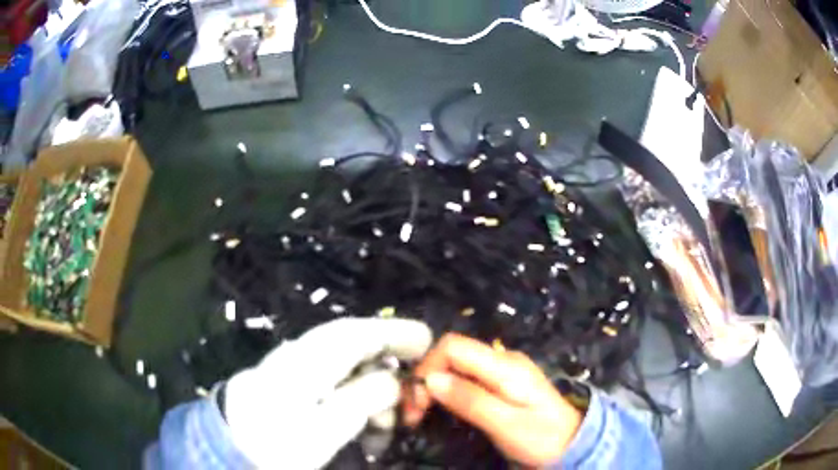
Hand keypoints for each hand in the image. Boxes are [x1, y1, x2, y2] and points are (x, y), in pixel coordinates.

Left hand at [223, 318, 432, 468]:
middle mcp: (302, 356)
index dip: (394, 333)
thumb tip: (393, 380)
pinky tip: (364, 429)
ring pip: (347, 372)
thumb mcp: (326, 427)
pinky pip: (334, 387)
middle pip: (355, 350)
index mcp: (308, 360)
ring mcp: (295, 372)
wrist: (229, 449)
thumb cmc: (277, 441)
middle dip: (388, 375)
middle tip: (412, 404)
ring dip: (372, 398)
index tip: (428, 340)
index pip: (358, 333)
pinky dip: (355, 406)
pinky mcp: (293, 388)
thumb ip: (363, 398)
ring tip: (385, 433)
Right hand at [404, 333, 582, 466]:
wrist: (573, 444)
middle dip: (426, 379)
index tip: (419, 402)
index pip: (453, 347)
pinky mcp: (502, 382)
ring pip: (456, 366)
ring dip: (433, 386)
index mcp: (505, 366)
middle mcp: (502, 359)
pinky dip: (447, 390)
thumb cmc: (542, 438)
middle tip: (414, 414)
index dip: (428, 368)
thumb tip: (431, 380)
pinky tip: (442, 407)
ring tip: (422, 413)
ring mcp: (503, 370)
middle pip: (451, 354)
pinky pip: (466, 377)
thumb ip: (470, 400)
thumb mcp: (506, 424)